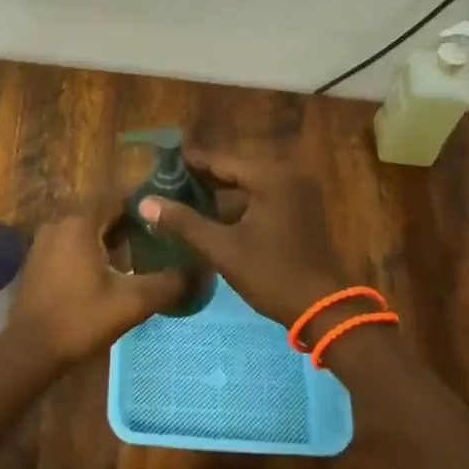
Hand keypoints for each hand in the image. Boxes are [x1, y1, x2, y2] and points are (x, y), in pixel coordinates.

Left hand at [5, 210, 190, 369]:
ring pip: (87, 231)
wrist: (30, 351)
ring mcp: (44, 243)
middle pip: (102, 214)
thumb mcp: (132, 302)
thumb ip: (169, 283)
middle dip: (131, 223)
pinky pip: (71, 245)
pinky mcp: (37, 262)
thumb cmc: (81, 319)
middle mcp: (60, 224)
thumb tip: (202, 270)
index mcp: (81, 224)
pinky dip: (92, 251)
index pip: (118, 197)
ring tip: (141, 255)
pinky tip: (110, 272)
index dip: (144, 203)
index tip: (168, 211)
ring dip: (111, 239)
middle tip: (161, 237)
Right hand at [138, 150, 346, 331]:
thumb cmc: (272, 274)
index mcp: (271, 177)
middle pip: (236, 169)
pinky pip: (263, 195)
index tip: (160, 163)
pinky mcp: (302, 209)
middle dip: (203, 176)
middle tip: (168, 181)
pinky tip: (215, 214)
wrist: (323, 308)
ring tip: (185, 196)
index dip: (190, 162)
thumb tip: (146, 203)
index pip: (221, 161)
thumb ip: (184, 222)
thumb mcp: (223, 249)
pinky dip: (240, 202)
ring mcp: (298, 192)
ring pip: (249, 183)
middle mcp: (287, 175)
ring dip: (221, 190)